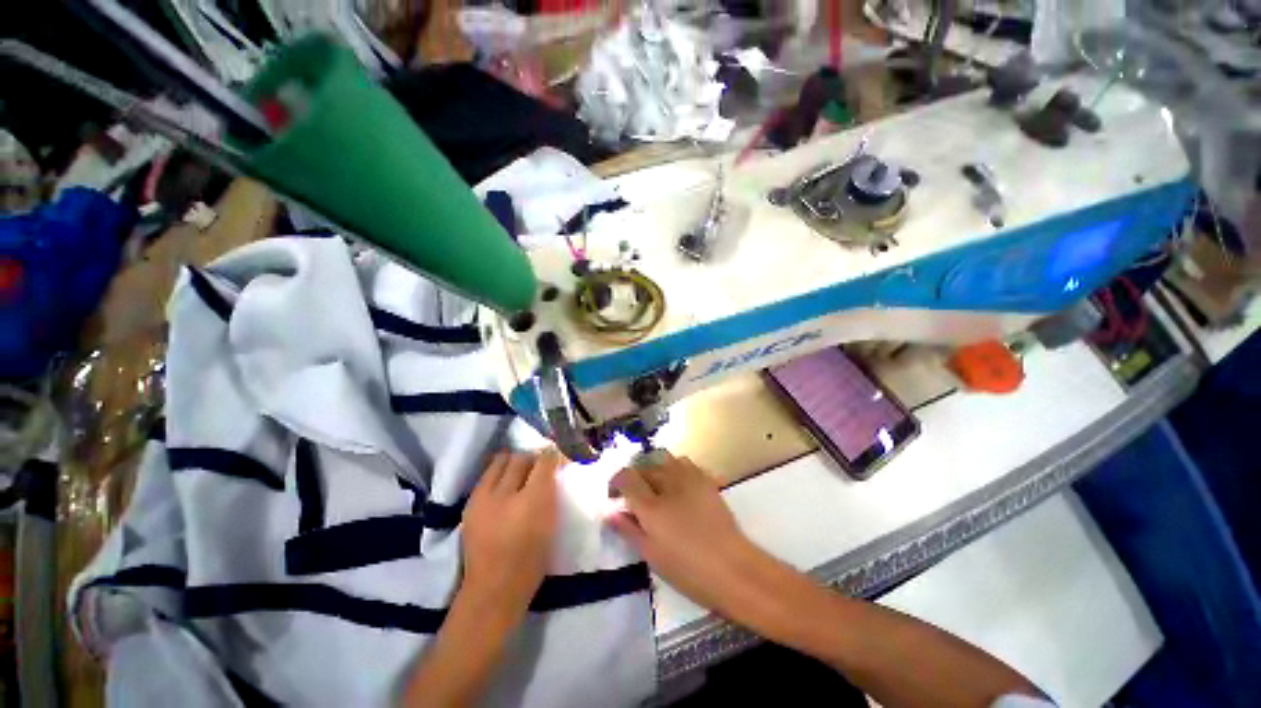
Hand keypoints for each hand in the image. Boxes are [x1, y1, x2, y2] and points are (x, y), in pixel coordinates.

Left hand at [461, 449, 562, 620]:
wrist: (494, 588)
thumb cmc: (532, 559)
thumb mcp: (552, 523)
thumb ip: (552, 492)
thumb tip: (552, 471)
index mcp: (535, 501)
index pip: (544, 461)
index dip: (552, 455)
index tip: (557, 459)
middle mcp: (508, 493)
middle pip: (522, 457)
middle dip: (533, 457)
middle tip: (539, 465)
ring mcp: (485, 498)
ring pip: (501, 461)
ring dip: (514, 461)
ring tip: (520, 470)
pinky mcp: (471, 503)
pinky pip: (487, 475)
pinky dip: (498, 473)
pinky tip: (504, 483)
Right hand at [608, 453, 768, 618]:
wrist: (732, 568)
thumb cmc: (688, 569)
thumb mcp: (651, 555)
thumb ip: (628, 529)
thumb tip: (611, 512)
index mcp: (651, 506)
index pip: (625, 476)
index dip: (616, 482)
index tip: (616, 496)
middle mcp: (668, 484)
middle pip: (644, 466)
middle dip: (635, 478)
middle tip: (636, 497)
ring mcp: (689, 478)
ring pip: (663, 459)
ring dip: (655, 469)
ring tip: (657, 487)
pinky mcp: (705, 479)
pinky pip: (684, 462)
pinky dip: (674, 468)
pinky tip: (678, 485)